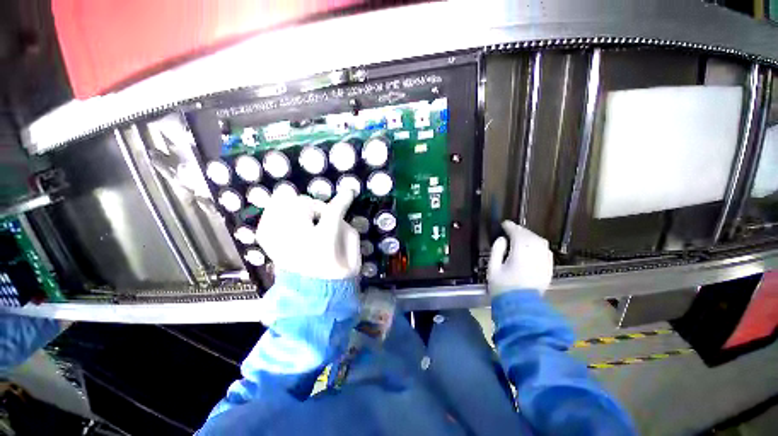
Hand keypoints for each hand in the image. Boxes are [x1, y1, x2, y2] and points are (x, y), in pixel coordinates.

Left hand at [256, 190, 360, 279]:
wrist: (315, 299)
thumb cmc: (339, 278)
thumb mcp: (354, 256)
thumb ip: (348, 231)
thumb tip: (338, 216)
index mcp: (322, 244)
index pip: (332, 213)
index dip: (343, 199)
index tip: (349, 192)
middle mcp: (297, 241)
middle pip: (300, 206)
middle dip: (315, 204)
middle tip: (322, 213)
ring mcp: (280, 244)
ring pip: (278, 209)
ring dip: (293, 206)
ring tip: (303, 212)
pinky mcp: (272, 249)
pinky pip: (266, 224)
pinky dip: (274, 215)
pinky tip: (283, 215)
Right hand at [487, 221, 553, 295]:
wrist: (520, 308)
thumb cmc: (503, 288)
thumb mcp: (493, 269)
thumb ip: (496, 251)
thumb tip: (502, 239)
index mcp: (520, 256)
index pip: (518, 235)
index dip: (511, 227)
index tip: (504, 223)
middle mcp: (535, 257)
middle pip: (530, 237)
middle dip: (521, 230)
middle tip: (511, 228)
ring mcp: (544, 263)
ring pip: (540, 242)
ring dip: (530, 236)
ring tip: (521, 235)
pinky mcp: (548, 270)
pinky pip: (546, 251)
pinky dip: (538, 244)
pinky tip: (532, 246)